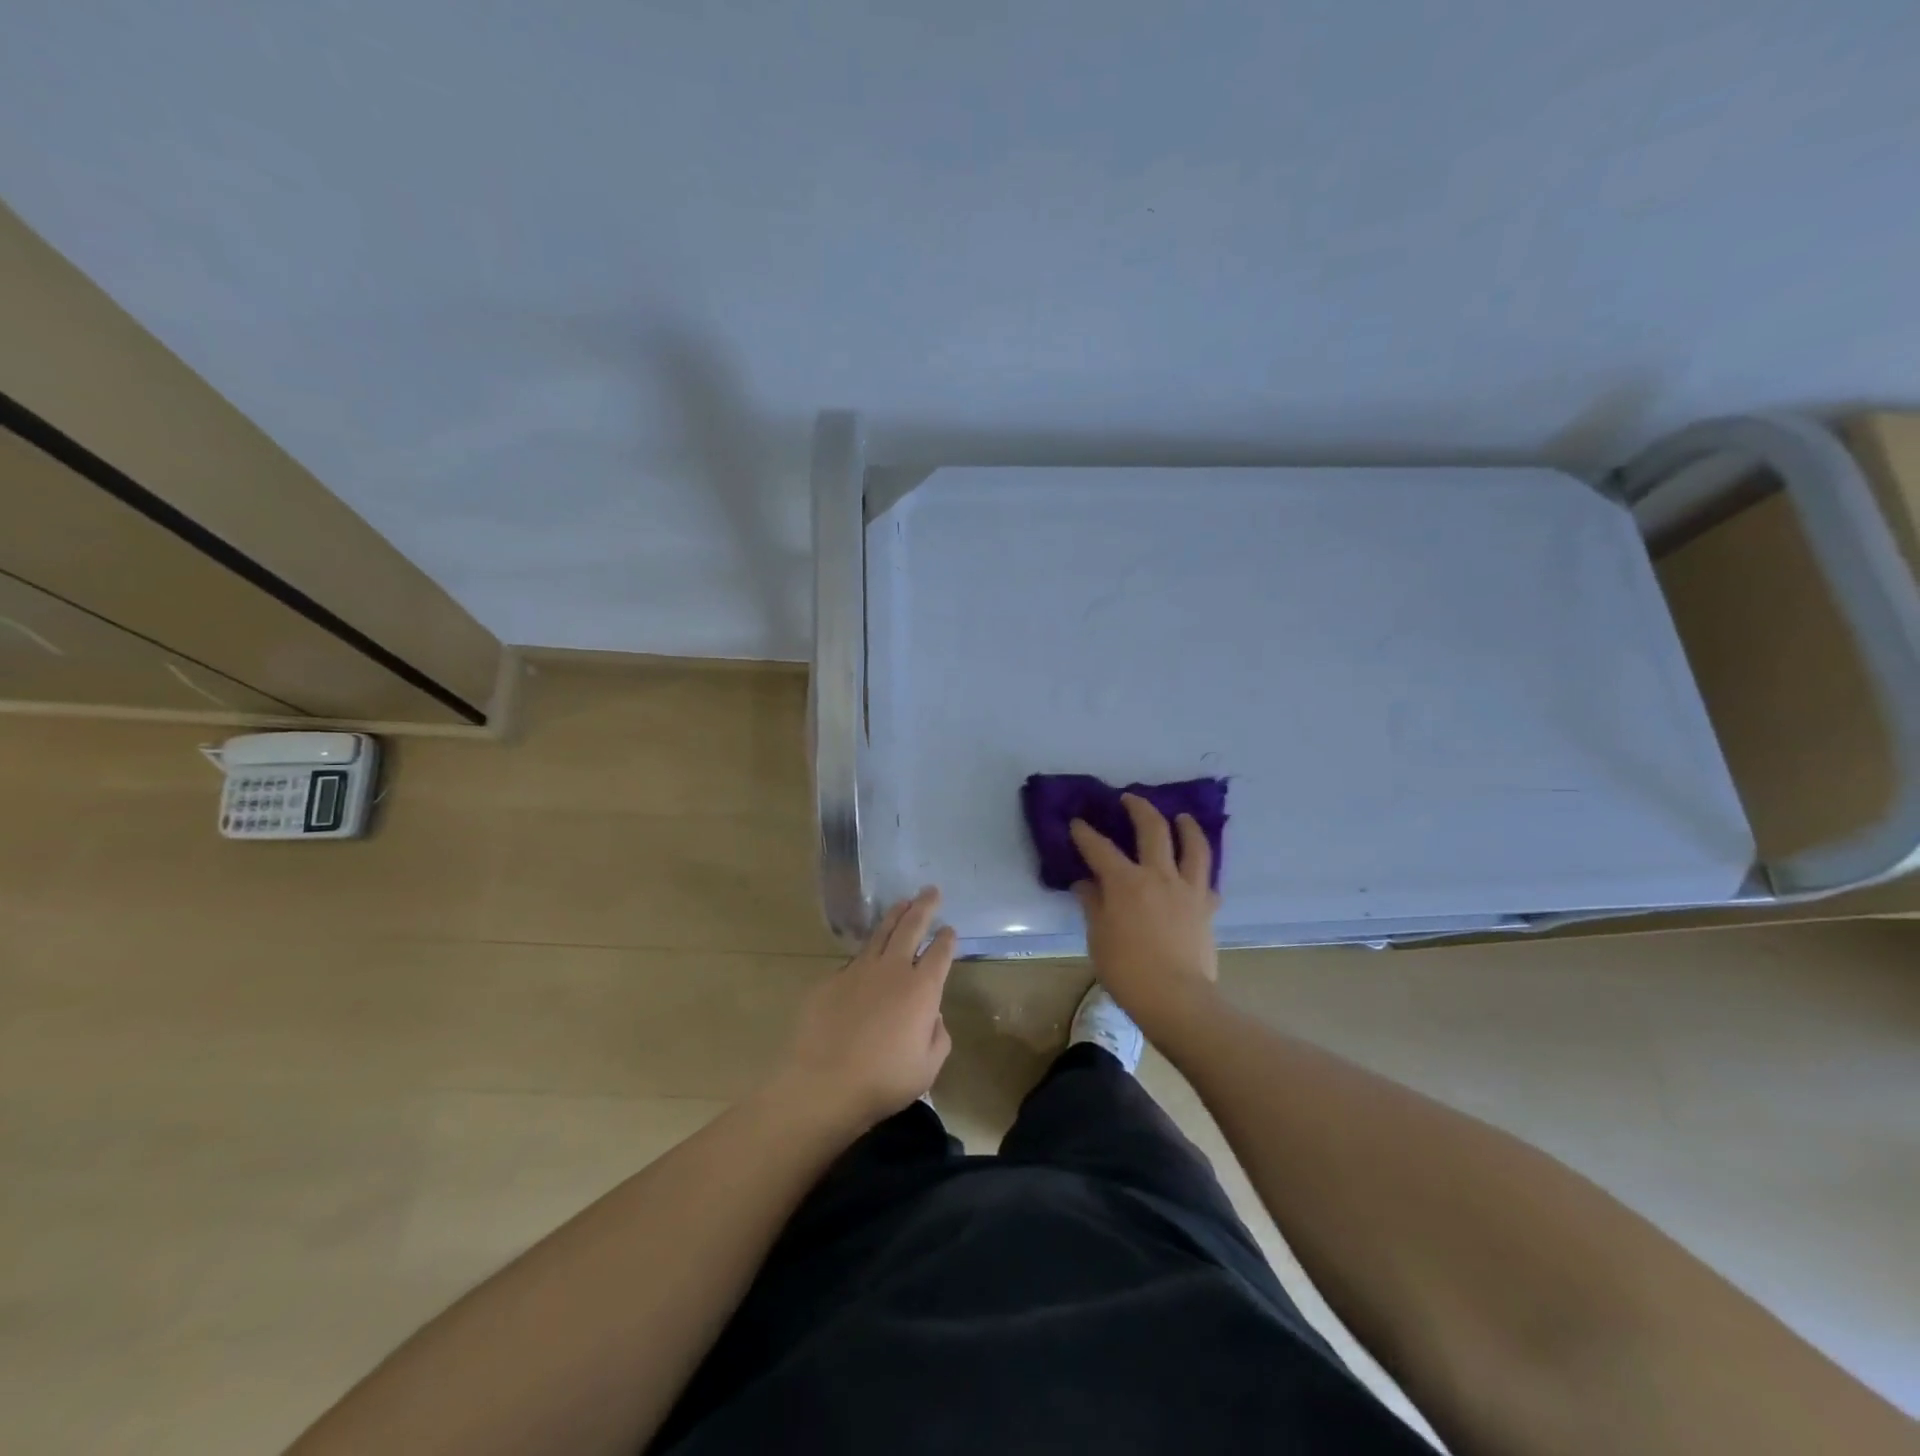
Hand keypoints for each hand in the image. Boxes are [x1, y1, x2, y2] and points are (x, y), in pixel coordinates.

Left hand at [770, 887, 954, 1131]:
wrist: (822, 1084)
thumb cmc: (883, 1081)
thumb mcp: (927, 1068)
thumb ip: (937, 1037)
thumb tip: (933, 1015)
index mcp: (922, 989)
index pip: (940, 953)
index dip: (947, 939)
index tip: (950, 930)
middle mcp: (892, 970)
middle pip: (911, 927)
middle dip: (924, 906)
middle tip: (931, 891)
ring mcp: (858, 971)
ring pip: (880, 933)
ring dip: (894, 915)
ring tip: (902, 903)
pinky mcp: (830, 980)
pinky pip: (854, 960)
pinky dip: (866, 952)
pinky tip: (867, 956)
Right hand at [1071, 796, 1219, 1031]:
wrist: (1176, 998)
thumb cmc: (1127, 970)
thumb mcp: (1097, 937)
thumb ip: (1092, 904)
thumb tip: (1086, 883)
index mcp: (1125, 882)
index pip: (1099, 848)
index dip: (1085, 833)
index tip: (1077, 823)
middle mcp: (1158, 875)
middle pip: (1152, 829)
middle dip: (1139, 808)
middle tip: (1129, 799)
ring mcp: (1187, 889)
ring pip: (1193, 846)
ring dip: (1186, 826)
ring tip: (1182, 817)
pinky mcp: (1207, 907)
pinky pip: (1207, 879)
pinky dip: (1201, 869)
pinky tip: (1196, 870)